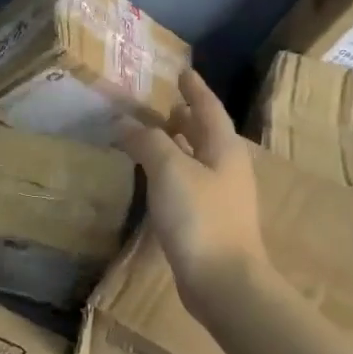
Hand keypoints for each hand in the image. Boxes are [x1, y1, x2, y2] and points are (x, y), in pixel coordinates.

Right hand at [118, 69, 270, 313]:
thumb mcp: (170, 171)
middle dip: (186, 116)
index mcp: (224, 148)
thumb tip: (125, 122)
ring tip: (153, 136)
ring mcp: (221, 197)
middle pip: (206, 133)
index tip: (182, 71)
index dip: (194, 88)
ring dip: (178, 144)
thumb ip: (148, 142)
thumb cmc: (200, 218)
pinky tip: (155, 180)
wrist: (224, 283)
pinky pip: (189, 184)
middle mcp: (227, 168)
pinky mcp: (210, 221)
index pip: (208, 107)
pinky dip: (172, 172)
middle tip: (161, 103)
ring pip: (197, 159)